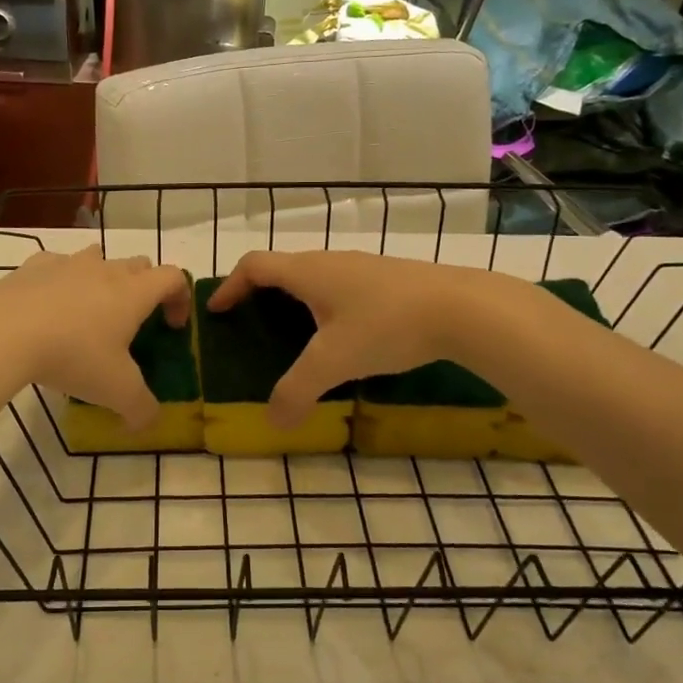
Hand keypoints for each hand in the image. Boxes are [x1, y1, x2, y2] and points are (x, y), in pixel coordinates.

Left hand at [0, 247, 190, 428]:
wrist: (3, 332)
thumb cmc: (73, 355)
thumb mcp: (116, 392)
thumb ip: (141, 409)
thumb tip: (148, 422)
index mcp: (133, 292)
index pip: (173, 277)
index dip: (180, 299)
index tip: (171, 328)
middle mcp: (105, 269)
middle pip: (139, 264)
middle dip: (145, 288)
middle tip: (133, 323)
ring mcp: (67, 263)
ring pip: (98, 257)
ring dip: (103, 278)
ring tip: (90, 312)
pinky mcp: (32, 267)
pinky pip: (56, 265)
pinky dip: (60, 281)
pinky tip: (48, 308)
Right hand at [208, 251, 480, 427]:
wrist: (464, 308)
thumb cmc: (387, 325)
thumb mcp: (334, 362)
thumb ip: (297, 391)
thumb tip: (273, 421)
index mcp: (308, 272)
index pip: (254, 265)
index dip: (230, 286)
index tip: (217, 310)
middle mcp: (331, 262)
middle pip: (282, 269)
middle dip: (260, 295)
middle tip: (250, 325)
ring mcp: (363, 268)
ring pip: (315, 278)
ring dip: (295, 300)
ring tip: (293, 335)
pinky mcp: (389, 279)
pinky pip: (341, 288)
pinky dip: (325, 306)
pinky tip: (343, 338)